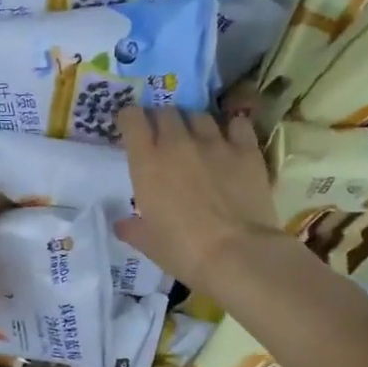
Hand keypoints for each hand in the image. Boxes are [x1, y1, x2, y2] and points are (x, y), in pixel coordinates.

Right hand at [115, 107, 281, 290]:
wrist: (237, 255)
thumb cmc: (183, 251)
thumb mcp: (149, 243)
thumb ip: (132, 228)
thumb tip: (121, 225)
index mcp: (147, 162)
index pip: (132, 118)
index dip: (130, 119)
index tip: (131, 129)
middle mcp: (177, 143)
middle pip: (166, 111)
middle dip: (162, 121)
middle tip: (164, 138)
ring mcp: (214, 143)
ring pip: (200, 115)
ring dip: (194, 124)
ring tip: (198, 140)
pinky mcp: (247, 150)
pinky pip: (237, 124)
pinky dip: (232, 129)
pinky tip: (232, 141)